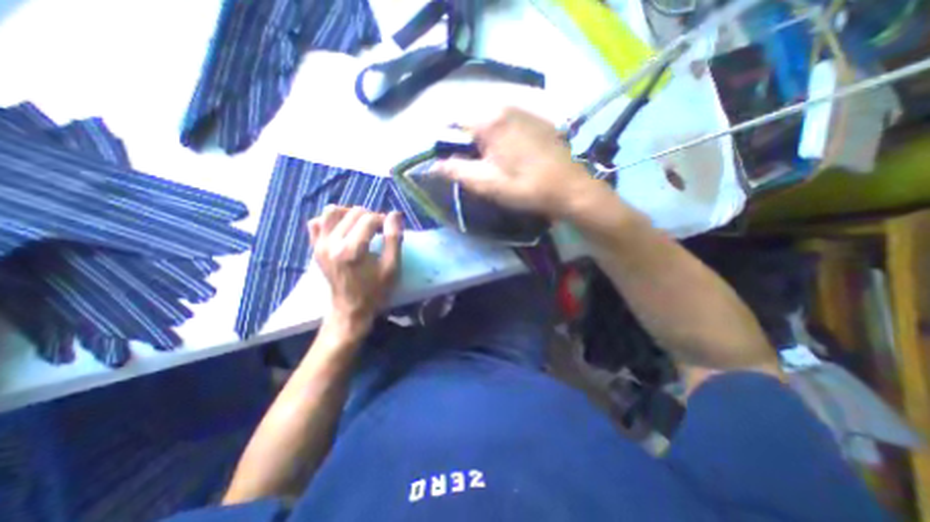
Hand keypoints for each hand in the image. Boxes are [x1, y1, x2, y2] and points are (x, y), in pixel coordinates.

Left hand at [308, 205, 403, 340]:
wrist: (350, 309)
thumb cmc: (375, 290)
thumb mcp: (392, 267)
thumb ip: (394, 238)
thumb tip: (395, 214)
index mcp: (352, 250)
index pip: (369, 219)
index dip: (383, 220)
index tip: (390, 229)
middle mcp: (331, 243)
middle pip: (353, 212)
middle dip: (370, 217)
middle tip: (379, 230)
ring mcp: (319, 245)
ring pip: (332, 211)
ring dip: (350, 214)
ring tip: (361, 226)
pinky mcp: (314, 248)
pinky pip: (317, 223)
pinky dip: (331, 221)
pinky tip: (343, 230)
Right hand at [436, 108, 594, 218]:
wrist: (569, 189)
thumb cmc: (525, 187)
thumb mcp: (487, 183)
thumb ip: (456, 171)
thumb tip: (432, 166)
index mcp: (490, 120)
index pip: (453, 120)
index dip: (447, 141)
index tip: (452, 161)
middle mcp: (506, 105)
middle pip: (473, 120)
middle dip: (468, 142)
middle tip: (476, 167)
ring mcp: (524, 110)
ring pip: (491, 122)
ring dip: (485, 141)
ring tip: (494, 164)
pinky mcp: (536, 119)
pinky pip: (508, 123)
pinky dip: (502, 137)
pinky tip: (512, 156)